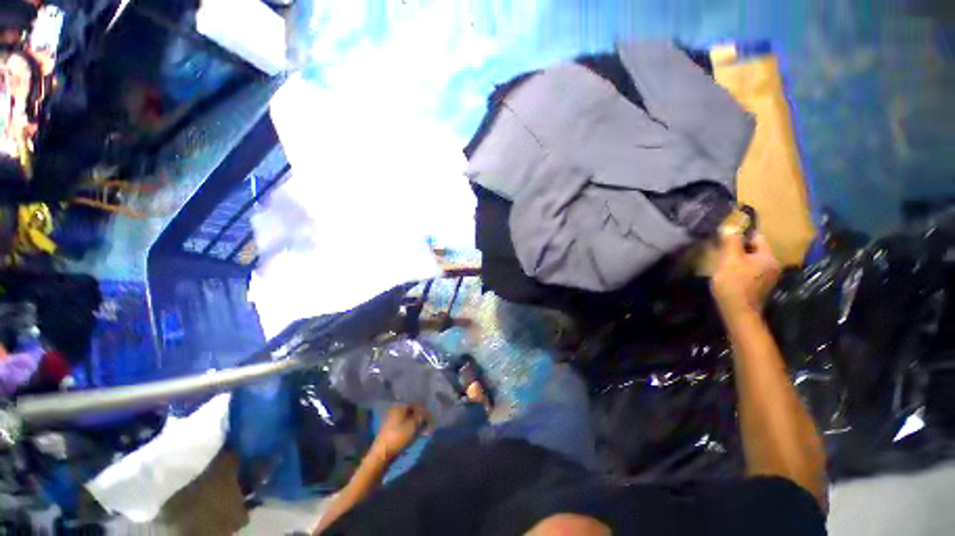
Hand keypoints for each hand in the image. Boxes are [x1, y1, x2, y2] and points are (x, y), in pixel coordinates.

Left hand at [371, 404, 429, 461]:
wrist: (382, 452)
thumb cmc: (398, 436)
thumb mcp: (412, 425)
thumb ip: (421, 416)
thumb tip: (426, 412)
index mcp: (400, 406)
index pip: (416, 404)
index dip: (424, 410)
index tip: (430, 418)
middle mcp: (395, 409)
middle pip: (411, 410)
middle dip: (419, 416)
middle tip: (426, 424)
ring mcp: (391, 417)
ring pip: (407, 416)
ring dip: (415, 421)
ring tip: (420, 429)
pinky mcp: (389, 426)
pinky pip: (402, 422)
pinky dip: (409, 425)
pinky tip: (412, 431)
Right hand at [710, 230, 780, 317]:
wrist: (738, 312)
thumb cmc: (734, 283)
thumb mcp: (730, 259)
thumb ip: (731, 242)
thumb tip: (730, 227)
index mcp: (768, 256)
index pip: (757, 237)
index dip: (741, 235)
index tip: (726, 237)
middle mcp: (773, 265)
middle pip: (754, 249)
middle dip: (739, 248)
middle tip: (721, 250)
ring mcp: (768, 277)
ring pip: (751, 261)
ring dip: (739, 260)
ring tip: (723, 263)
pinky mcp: (760, 287)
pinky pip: (750, 271)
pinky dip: (740, 270)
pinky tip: (729, 275)